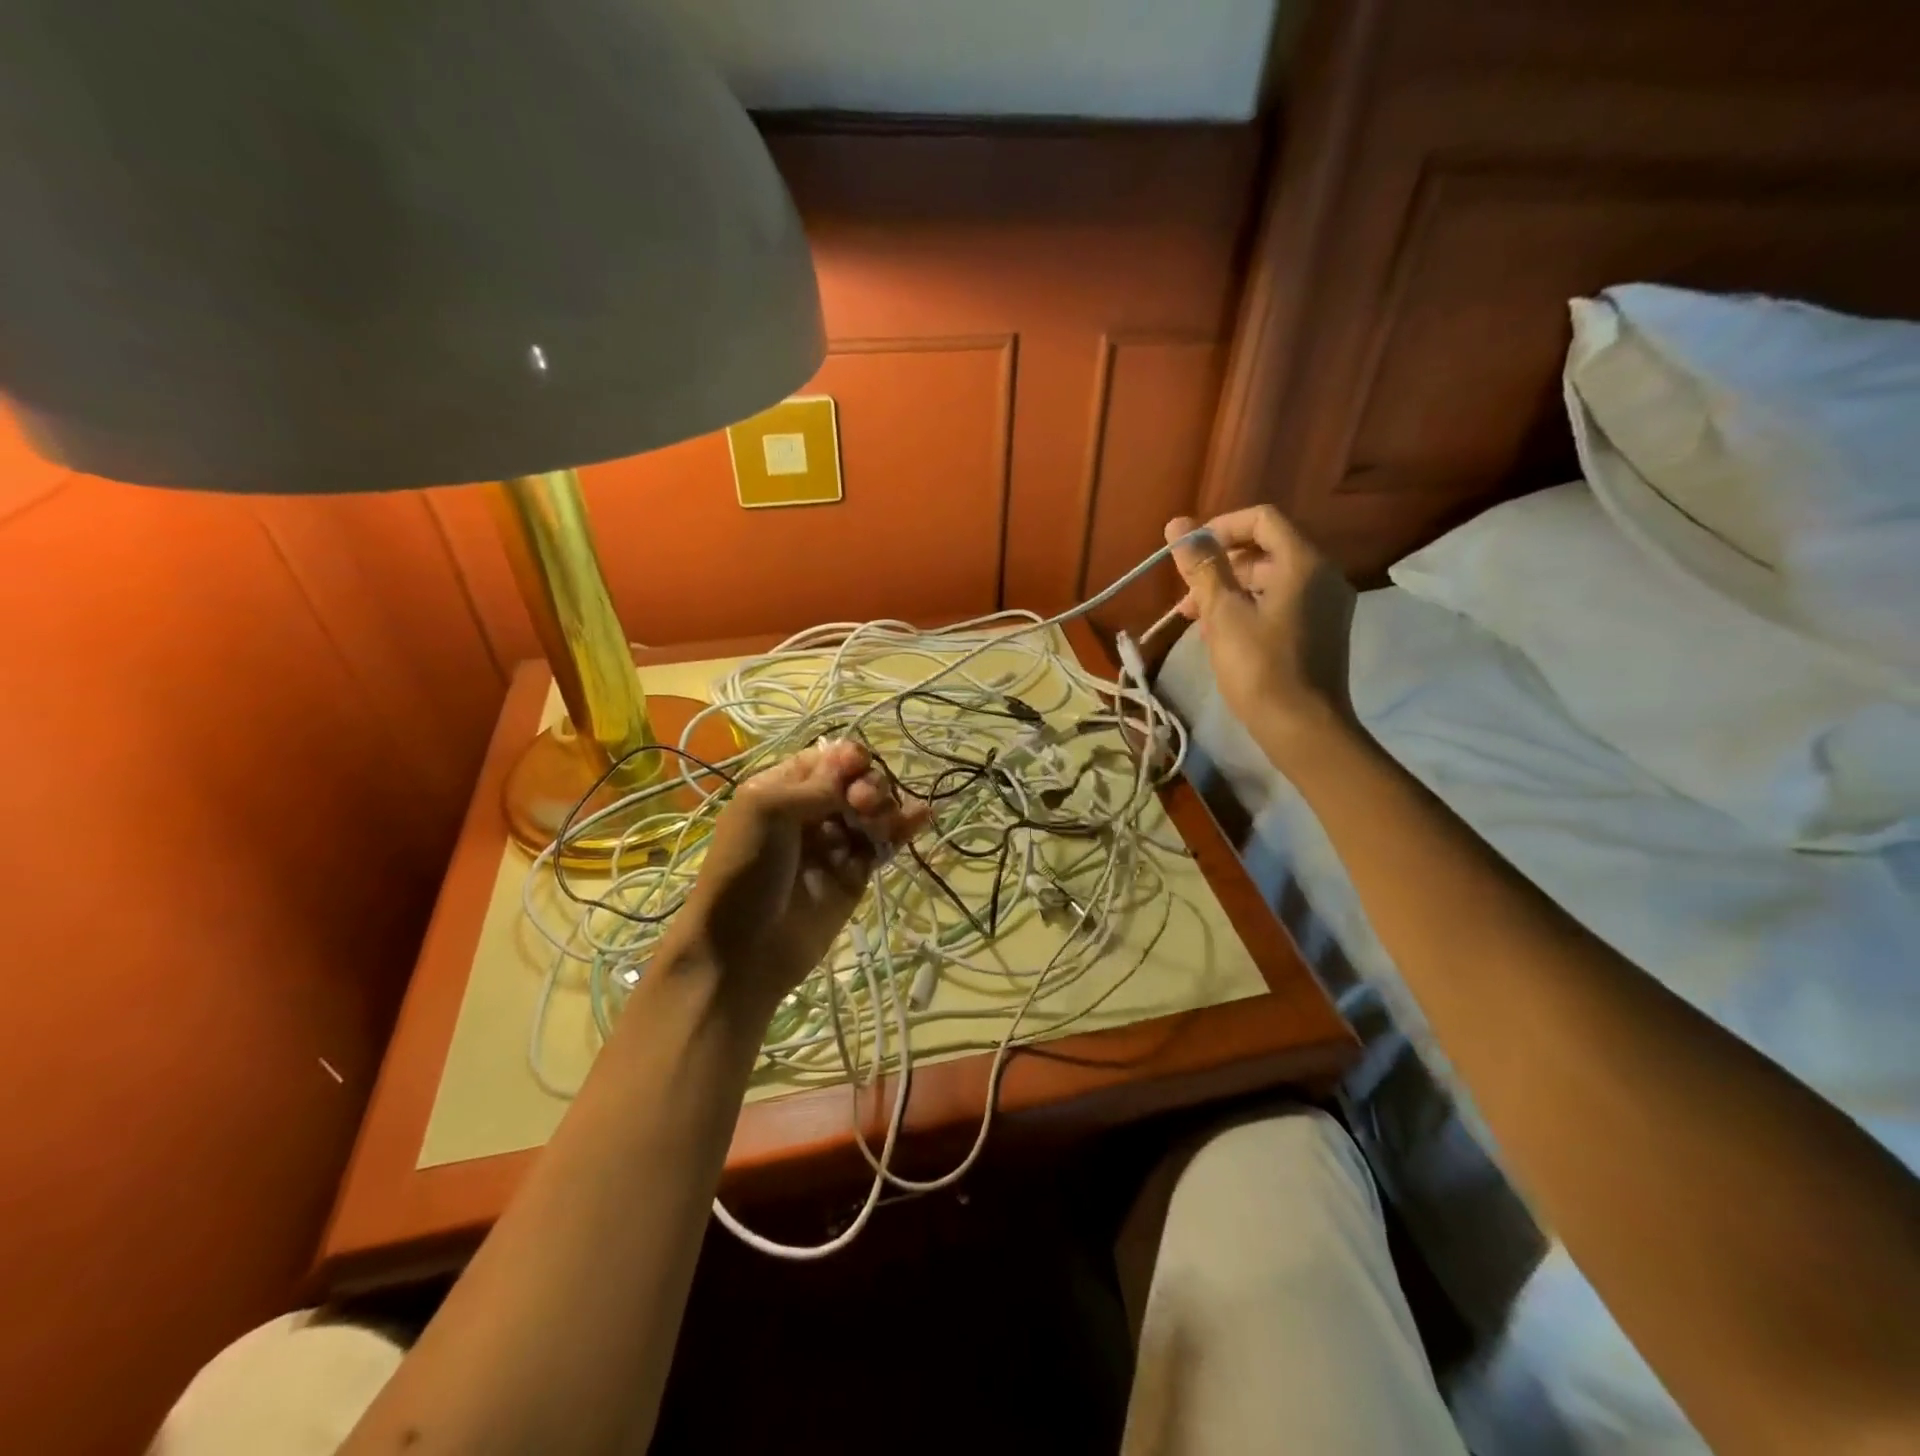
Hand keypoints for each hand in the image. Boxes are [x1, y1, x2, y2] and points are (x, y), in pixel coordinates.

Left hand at [660, 740, 928, 1018]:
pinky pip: (884, 843)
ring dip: (886, 805)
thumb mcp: (765, 810)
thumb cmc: (744, 870)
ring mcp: (835, 843)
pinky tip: (923, 814)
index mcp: (782, 788)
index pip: (826, 759)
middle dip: (868, 785)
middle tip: (862, 805)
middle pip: (856, 782)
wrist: (742, 949)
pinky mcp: (856, 873)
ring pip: (874, 810)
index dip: (847, 759)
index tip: (856, 767)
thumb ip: (816, 784)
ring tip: (882, 821)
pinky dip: (904, 827)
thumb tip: (854, 761)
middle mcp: (810, 810)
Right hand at [1165, 506, 1359, 764]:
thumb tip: (1177, 524)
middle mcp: (1323, 575)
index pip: (1262, 519)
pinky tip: (1221, 636)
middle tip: (1186, 598)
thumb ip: (1202, 566)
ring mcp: (1325, 605)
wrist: (1302, 728)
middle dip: (1220, 567)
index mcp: (1304, 562)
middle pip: (1265, 549)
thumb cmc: (1260, 667)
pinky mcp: (1321, 631)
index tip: (1189, 555)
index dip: (1220, 528)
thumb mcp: (1223, 613)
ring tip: (1197, 622)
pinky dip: (1249, 609)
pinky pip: (1281, 603)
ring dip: (1229, 591)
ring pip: (1270, 580)